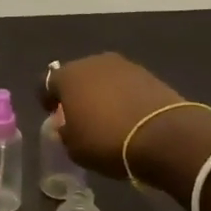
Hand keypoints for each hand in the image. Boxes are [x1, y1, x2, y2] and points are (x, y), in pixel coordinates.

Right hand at [43, 53, 210, 182]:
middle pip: (77, 75)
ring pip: (103, 78)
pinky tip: (127, 115)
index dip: (46, 99)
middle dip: (76, 93)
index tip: (52, 114)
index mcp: (68, 76)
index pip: (46, 83)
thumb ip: (64, 132)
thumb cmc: (107, 141)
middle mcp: (94, 62)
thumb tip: (66, 126)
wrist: (164, 137)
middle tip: (80, 115)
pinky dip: (123, 96)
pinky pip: (126, 84)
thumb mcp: (74, 147)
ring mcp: (124, 65)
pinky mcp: (149, 74)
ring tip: (106, 116)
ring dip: (101, 93)